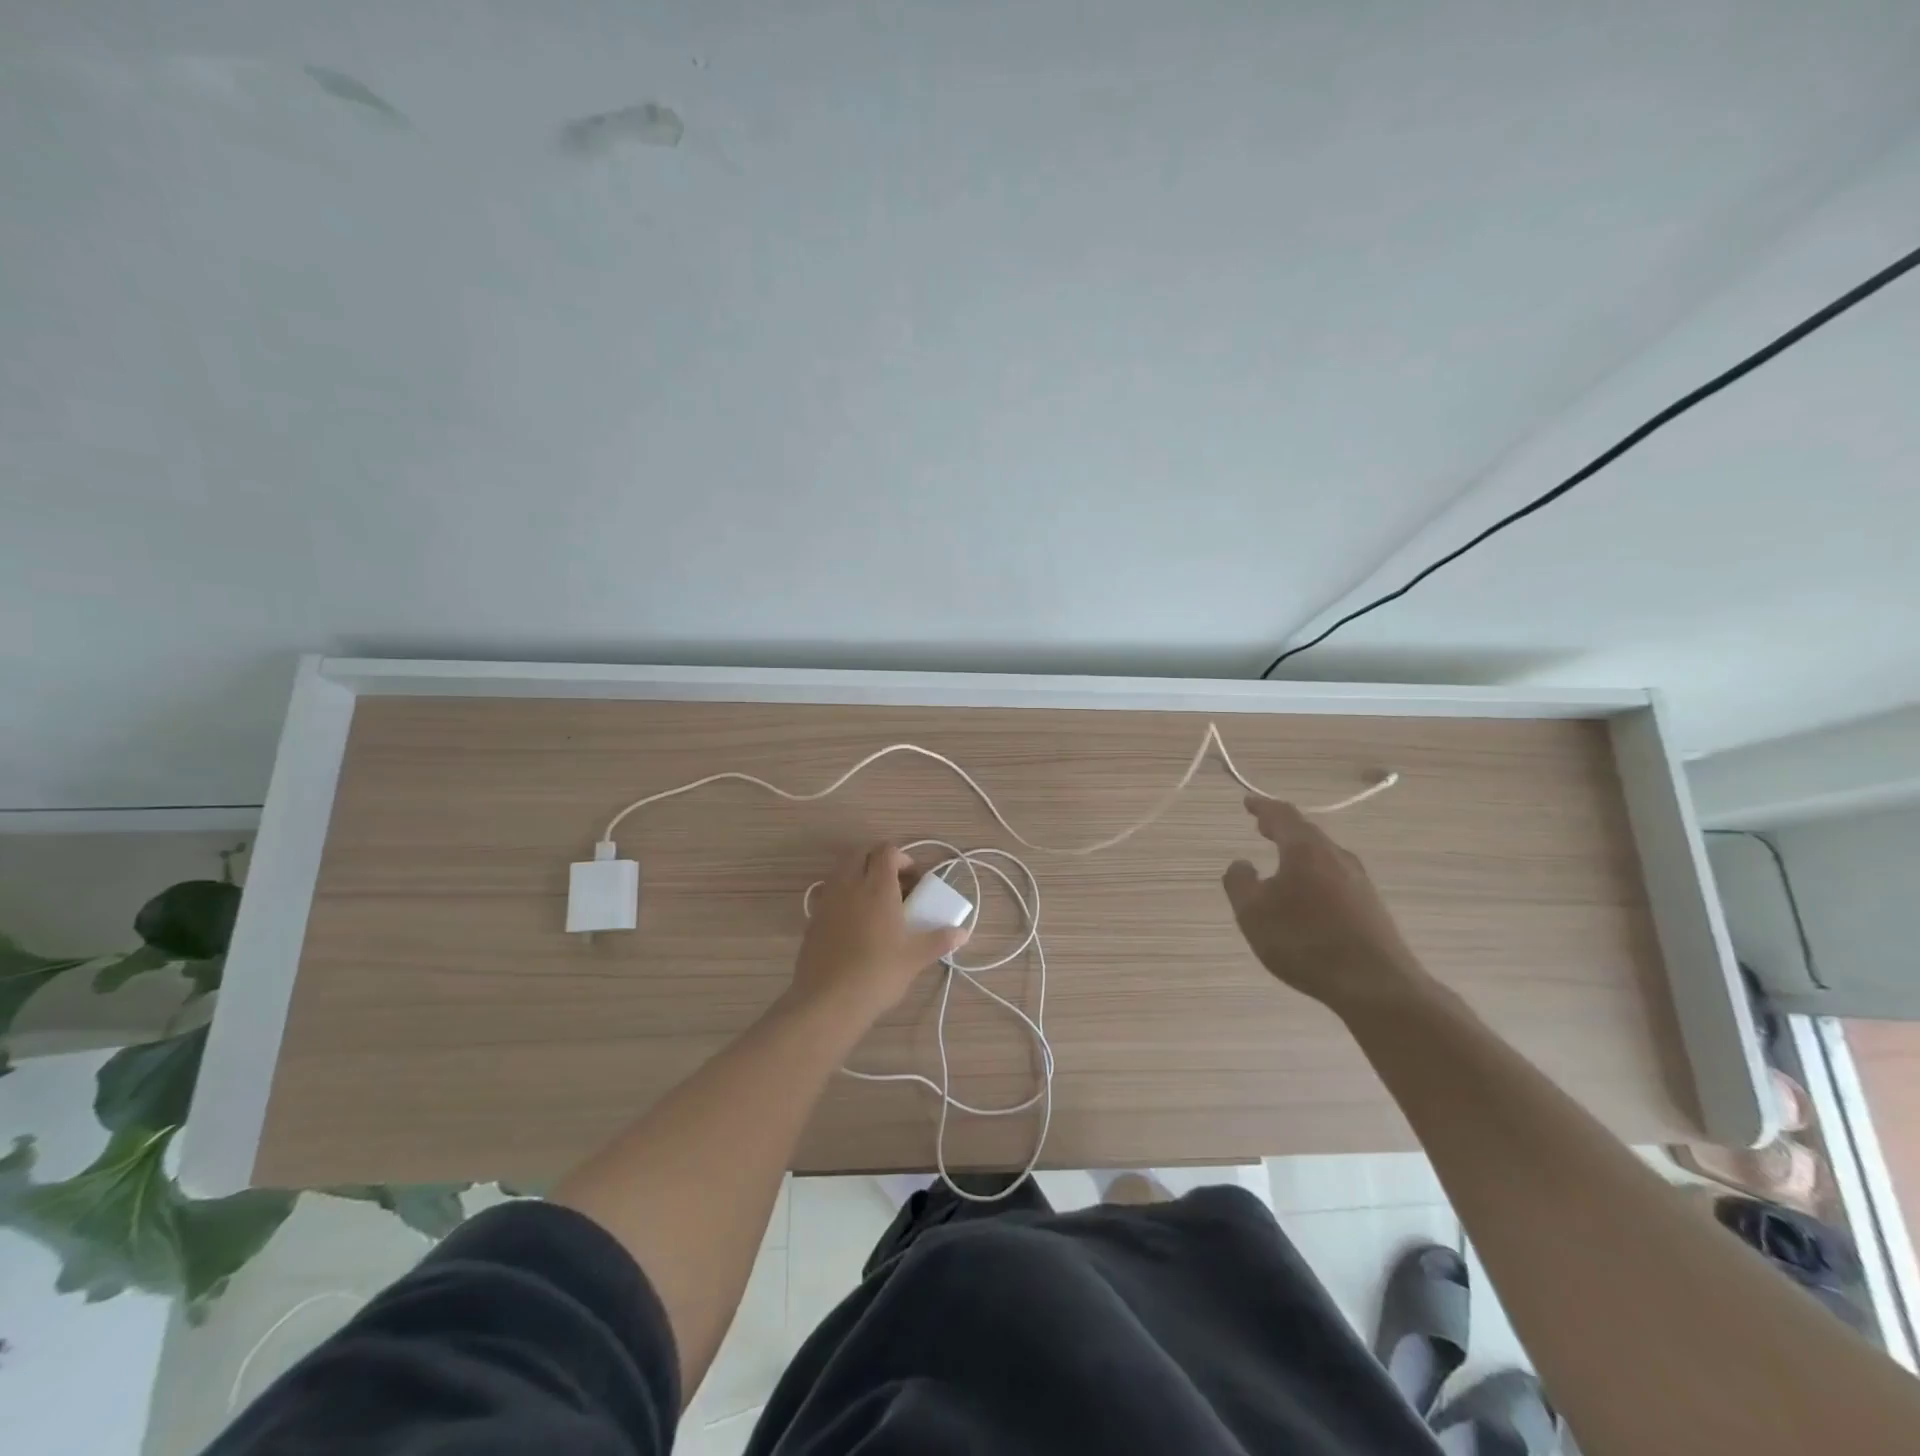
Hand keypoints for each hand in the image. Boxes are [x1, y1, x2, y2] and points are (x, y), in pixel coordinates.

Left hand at [791, 844, 969, 1025]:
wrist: (827, 1000)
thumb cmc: (878, 973)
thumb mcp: (915, 958)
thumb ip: (940, 940)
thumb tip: (963, 933)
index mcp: (877, 886)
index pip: (887, 851)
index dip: (902, 858)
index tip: (914, 879)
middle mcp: (849, 884)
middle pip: (860, 853)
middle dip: (878, 860)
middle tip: (895, 883)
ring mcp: (827, 899)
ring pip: (841, 869)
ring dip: (858, 874)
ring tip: (874, 900)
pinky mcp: (812, 917)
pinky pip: (828, 891)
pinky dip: (842, 894)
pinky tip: (853, 920)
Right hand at [1221, 796, 1432, 1015]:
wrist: (1374, 984)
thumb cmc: (1304, 941)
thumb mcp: (1253, 913)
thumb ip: (1240, 883)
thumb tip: (1241, 864)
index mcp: (1305, 850)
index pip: (1282, 816)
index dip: (1263, 807)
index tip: (1248, 803)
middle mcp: (1335, 856)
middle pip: (1306, 832)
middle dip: (1282, 827)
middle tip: (1262, 825)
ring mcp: (1358, 880)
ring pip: (1323, 854)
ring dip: (1299, 850)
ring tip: (1281, 856)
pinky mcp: (1370, 905)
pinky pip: (1335, 875)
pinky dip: (1314, 871)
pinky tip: (1308, 891)